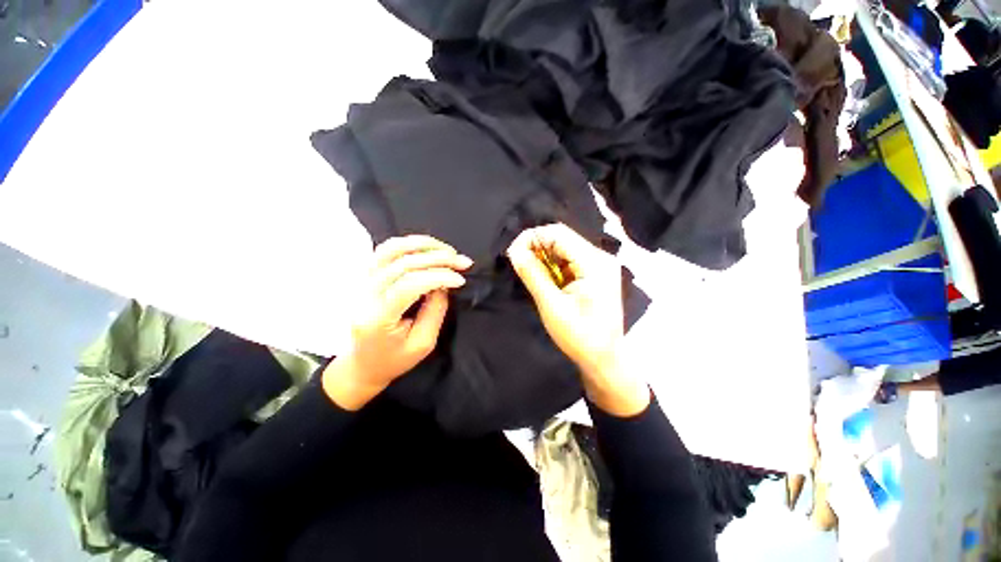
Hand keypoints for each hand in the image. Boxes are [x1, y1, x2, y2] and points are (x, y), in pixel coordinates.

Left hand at [323, 235, 471, 409]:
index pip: (409, 284)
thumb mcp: (423, 343)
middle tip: (462, 261)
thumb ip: (435, 311)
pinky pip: (386, 250)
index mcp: (377, 317)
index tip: (461, 280)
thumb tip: (444, 283)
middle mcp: (365, 294)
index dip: (438, 277)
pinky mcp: (366, 276)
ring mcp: (362, 281)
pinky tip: (428, 249)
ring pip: (392, 249)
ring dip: (423, 245)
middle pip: (403, 263)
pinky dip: (410, 244)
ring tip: (447, 251)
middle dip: (438, 258)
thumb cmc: (394, 359)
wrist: (362, 364)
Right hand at [507, 223, 648, 415]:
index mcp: (594, 262)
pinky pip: (568, 261)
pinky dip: (552, 266)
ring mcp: (598, 265)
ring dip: (543, 257)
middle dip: (536, 247)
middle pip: (562, 238)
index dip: (532, 238)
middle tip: (518, 263)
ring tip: (529, 273)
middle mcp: (599, 257)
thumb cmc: (580, 337)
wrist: (604, 360)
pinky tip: (545, 279)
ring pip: (564, 248)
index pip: (558, 233)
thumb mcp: (552, 305)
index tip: (513, 253)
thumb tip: (514, 250)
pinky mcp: (594, 274)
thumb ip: (533, 274)